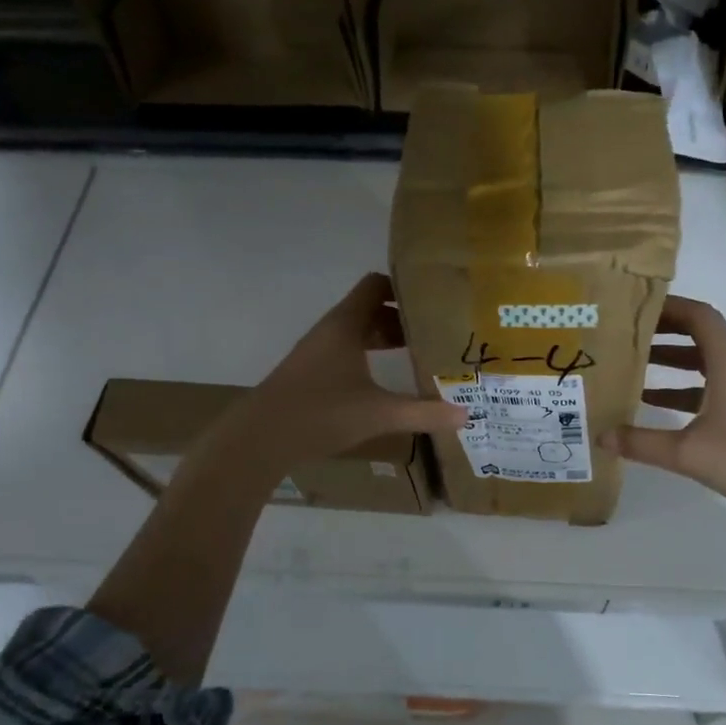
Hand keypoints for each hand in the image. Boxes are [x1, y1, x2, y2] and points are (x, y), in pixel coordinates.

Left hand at [233, 273, 465, 467]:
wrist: (259, 439)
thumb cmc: (321, 413)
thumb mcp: (379, 414)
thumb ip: (423, 413)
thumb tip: (466, 415)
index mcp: (345, 324)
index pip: (376, 285)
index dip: (404, 286)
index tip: (436, 296)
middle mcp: (331, 330)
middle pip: (370, 308)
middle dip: (403, 316)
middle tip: (438, 328)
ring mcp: (318, 351)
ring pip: (357, 331)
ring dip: (385, 337)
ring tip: (420, 351)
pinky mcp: (311, 371)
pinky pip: (347, 350)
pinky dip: (369, 354)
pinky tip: (385, 378)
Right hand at [614, 295, 725, 523]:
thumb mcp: (688, 453)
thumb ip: (642, 443)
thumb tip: (600, 436)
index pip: (699, 316)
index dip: (669, 306)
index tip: (634, 308)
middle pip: (698, 335)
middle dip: (662, 331)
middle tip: (625, 334)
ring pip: (701, 363)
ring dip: (670, 360)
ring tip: (631, 365)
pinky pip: (706, 387)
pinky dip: (680, 389)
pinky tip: (653, 405)